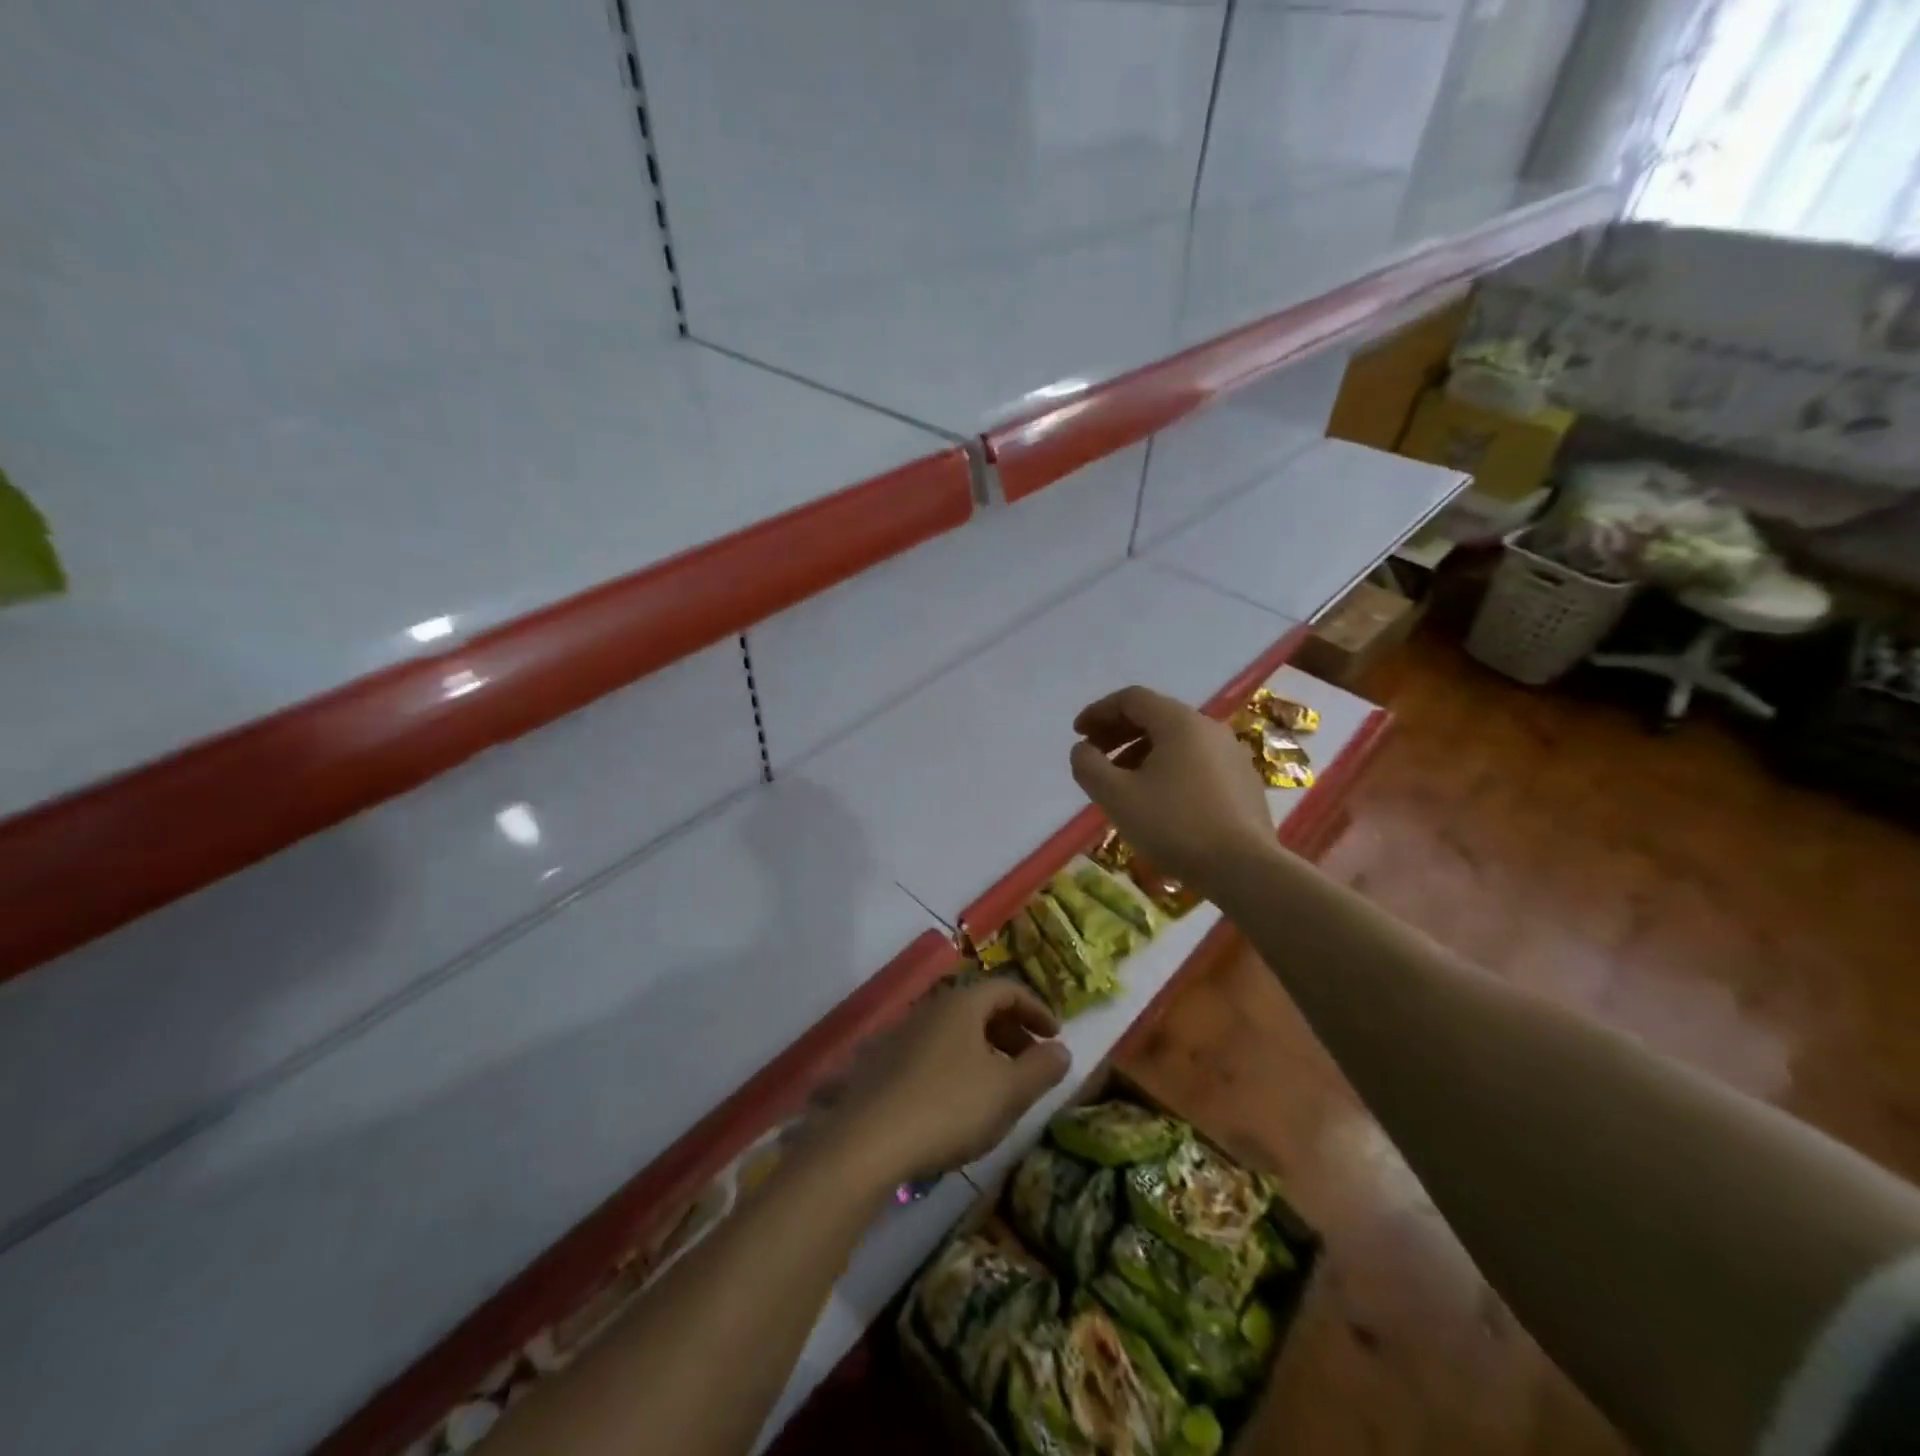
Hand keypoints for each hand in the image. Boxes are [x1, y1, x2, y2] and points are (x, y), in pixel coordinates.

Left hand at [822, 981, 1071, 1187]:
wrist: (866, 1140)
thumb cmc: (948, 1107)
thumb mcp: (1008, 1092)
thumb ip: (1041, 1068)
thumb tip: (1061, 1050)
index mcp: (962, 1004)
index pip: (1007, 989)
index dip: (1036, 1009)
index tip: (1055, 1036)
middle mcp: (929, 1008)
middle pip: (978, 1008)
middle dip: (1010, 1032)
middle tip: (1030, 1063)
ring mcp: (899, 1034)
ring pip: (953, 1032)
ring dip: (982, 1051)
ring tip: (996, 1087)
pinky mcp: (878, 1063)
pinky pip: (928, 1053)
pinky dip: (953, 1065)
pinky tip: (953, 1103)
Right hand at [1069, 685, 1274, 899]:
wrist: (1245, 869)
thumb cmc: (1174, 826)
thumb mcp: (1116, 796)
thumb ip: (1089, 766)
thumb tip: (1082, 750)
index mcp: (1180, 722)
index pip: (1132, 698)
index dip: (1099, 712)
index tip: (1078, 735)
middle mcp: (1210, 728)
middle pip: (1156, 716)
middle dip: (1118, 732)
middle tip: (1094, 756)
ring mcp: (1232, 755)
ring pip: (1177, 741)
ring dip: (1141, 752)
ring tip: (1121, 782)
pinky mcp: (1244, 782)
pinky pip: (1196, 762)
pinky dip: (1167, 768)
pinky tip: (1158, 800)